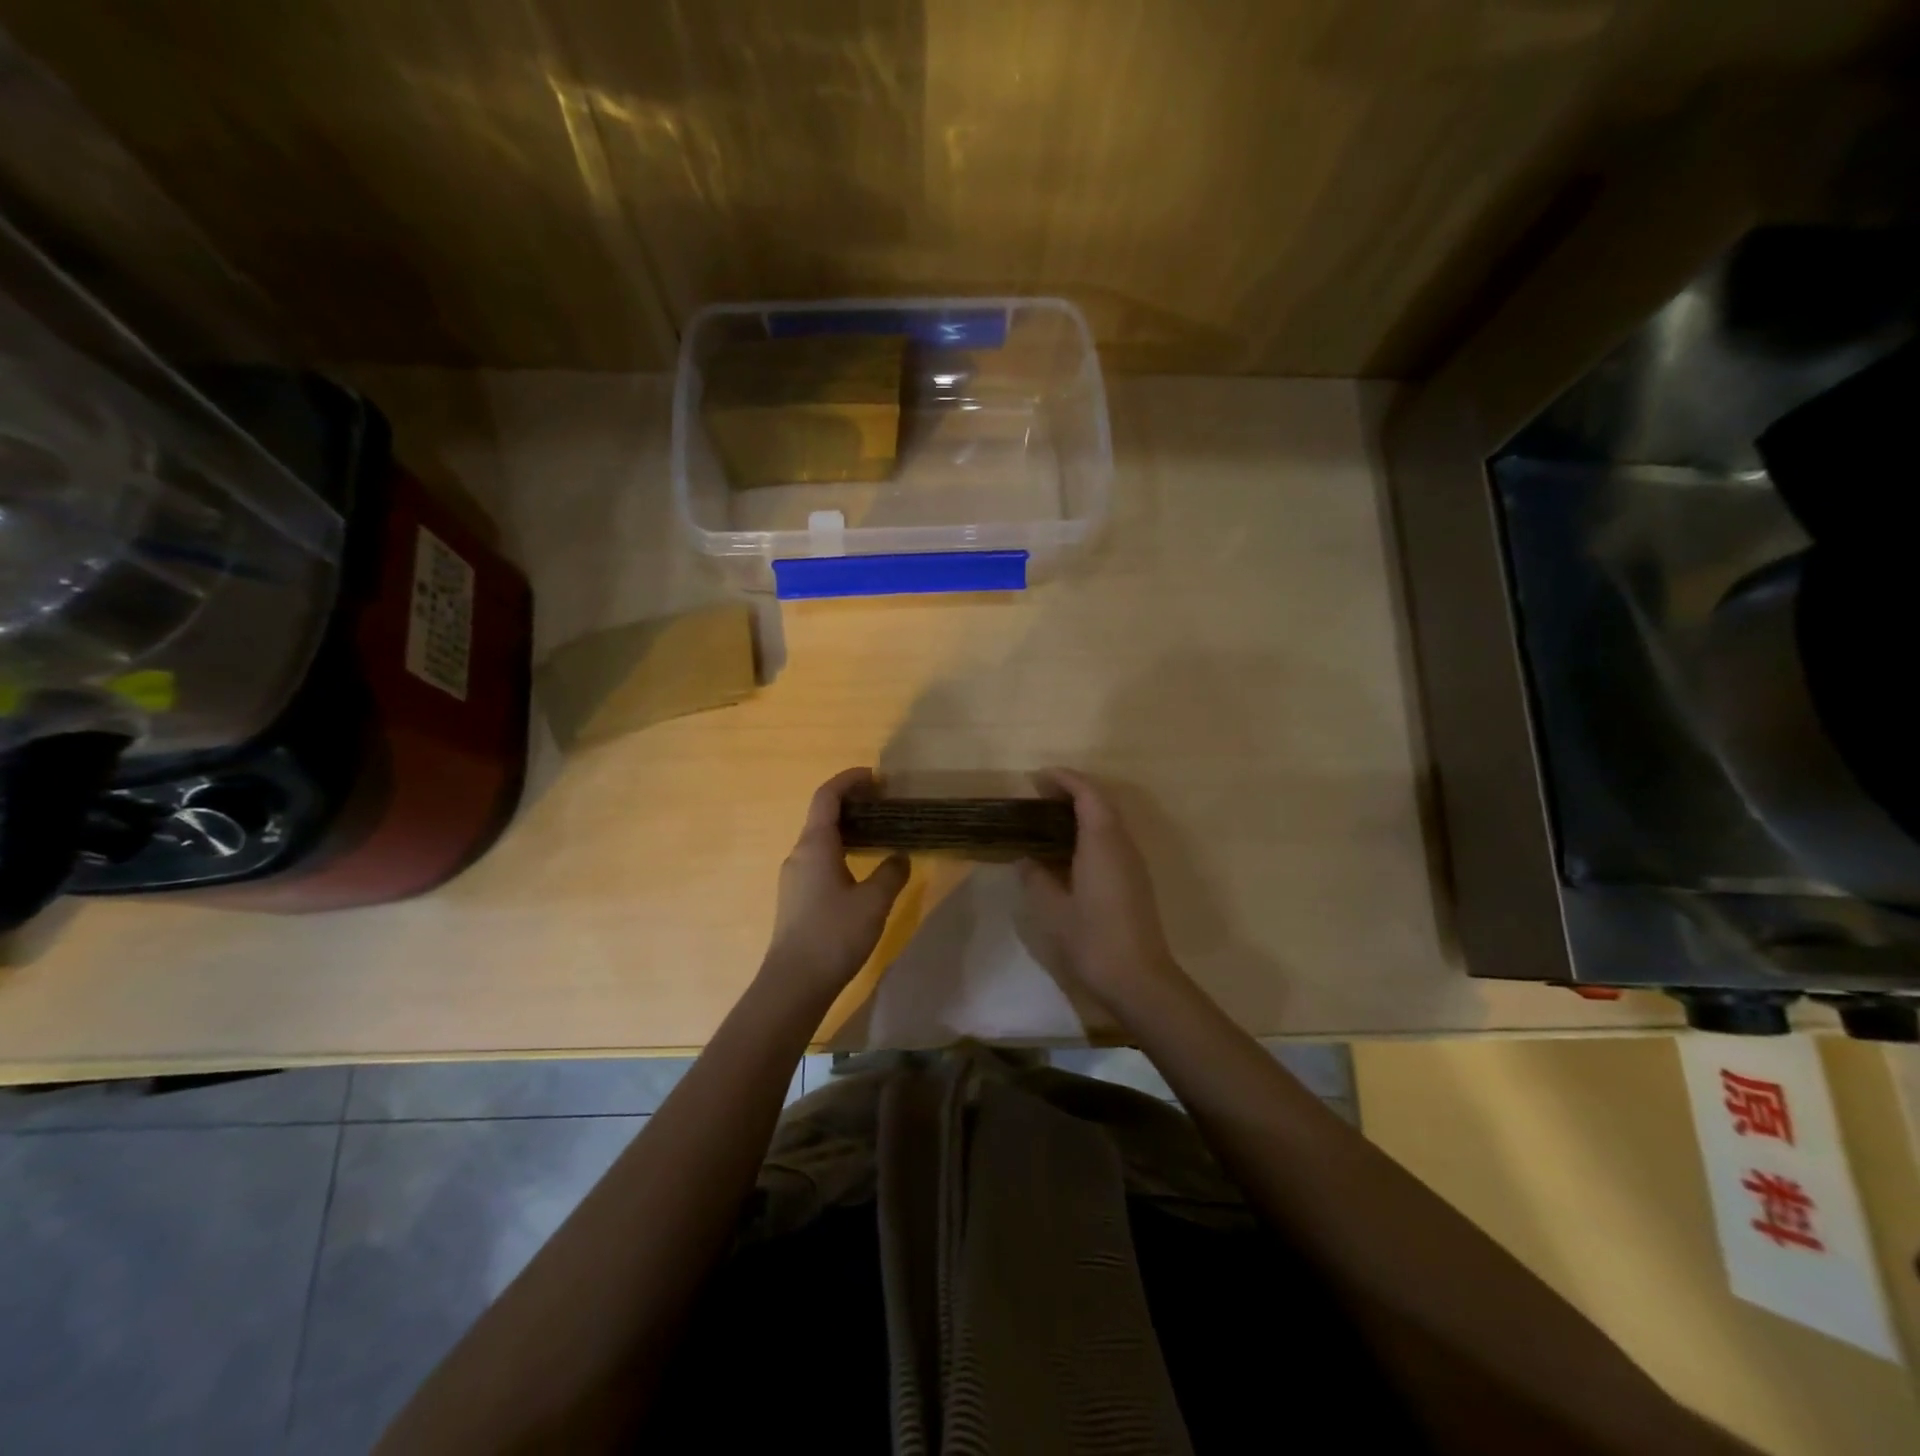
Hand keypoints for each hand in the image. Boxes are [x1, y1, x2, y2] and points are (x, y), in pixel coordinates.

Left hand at [760, 768, 910, 1003]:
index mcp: (815, 845)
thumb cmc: (834, 934)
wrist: (793, 984)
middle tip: (885, 804)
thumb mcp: (874, 902)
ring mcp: (794, 877)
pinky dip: (840, 850)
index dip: (849, 780)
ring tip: (878, 834)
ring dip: (847, 829)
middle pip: (822, 815)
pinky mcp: (795, 898)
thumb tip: (900, 856)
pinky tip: (861, 869)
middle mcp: (799, 854)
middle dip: (852, 803)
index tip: (876, 776)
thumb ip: (891, 873)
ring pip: (820, 840)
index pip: (828, 796)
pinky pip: (818, 860)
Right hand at [1019, 768, 1185, 1010]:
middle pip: (1102, 802)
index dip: (1064, 779)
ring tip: (1049, 817)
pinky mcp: (1135, 879)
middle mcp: (1122, 844)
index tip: (1038, 777)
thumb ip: (1036, 878)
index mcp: (1101, 842)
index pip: (1087, 794)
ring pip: (1110, 820)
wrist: (1139, 978)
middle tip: (1040, 793)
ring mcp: (1132, 862)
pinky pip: (1113, 839)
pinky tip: (1069, 849)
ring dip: (1084, 810)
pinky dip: (1091, 830)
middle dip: (1073, 790)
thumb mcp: (1053, 909)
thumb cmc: (1093, 939)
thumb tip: (1024, 859)